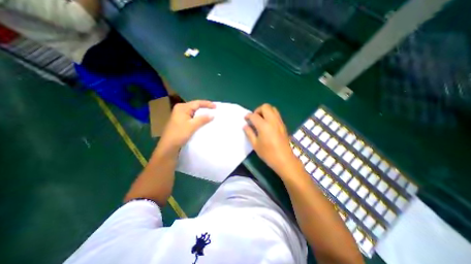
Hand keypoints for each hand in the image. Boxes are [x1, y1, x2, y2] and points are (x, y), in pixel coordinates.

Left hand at [158, 100, 216, 155]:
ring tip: (210, 115)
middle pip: (195, 106)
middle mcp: (180, 109)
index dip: (207, 104)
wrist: (168, 146)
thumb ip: (203, 119)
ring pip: (194, 112)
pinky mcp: (181, 121)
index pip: (197, 103)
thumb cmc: (179, 134)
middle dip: (205, 108)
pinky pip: (192, 117)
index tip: (216, 107)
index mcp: (182, 108)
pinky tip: (203, 120)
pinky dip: (198, 118)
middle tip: (214, 110)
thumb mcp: (192, 126)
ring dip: (202, 113)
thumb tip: (213, 115)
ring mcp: (180, 115)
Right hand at [242, 104, 296, 175]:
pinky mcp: (283, 125)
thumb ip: (249, 133)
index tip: (245, 119)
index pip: (254, 116)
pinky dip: (270, 114)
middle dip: (258, 110)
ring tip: (261, 120)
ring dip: (265, 111)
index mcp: (264, 126)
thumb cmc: (268, 154)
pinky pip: (276, 114)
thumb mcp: (255, 145)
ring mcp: (279, 122)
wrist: (284, 159)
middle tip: (254, 118)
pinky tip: (267, 124)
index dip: (248, 116)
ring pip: (272, 108)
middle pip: (265, 107)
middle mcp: (272, 121)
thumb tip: (245, 126)